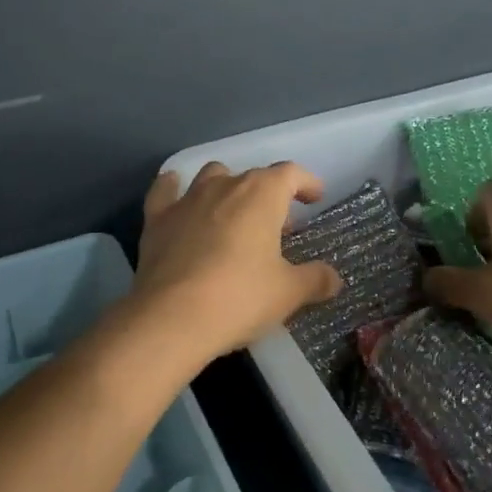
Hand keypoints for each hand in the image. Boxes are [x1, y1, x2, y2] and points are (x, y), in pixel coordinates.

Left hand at [125, 162, 344, 363]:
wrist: (172, 317)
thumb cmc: (240, 297)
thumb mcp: (288, 293)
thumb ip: (315, 280)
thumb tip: (333, 278)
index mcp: (261, 195)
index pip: (290, 174)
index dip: (306, 183)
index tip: (314, 199)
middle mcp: (224, 185)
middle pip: (253, 178)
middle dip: (269, 197)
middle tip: (278, 230)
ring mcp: (187, 199)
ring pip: (212, 176)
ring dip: (227, 188)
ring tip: (234, 214)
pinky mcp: (157, 218)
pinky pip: (165, 191)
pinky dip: (173, 188)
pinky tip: (175, 191)